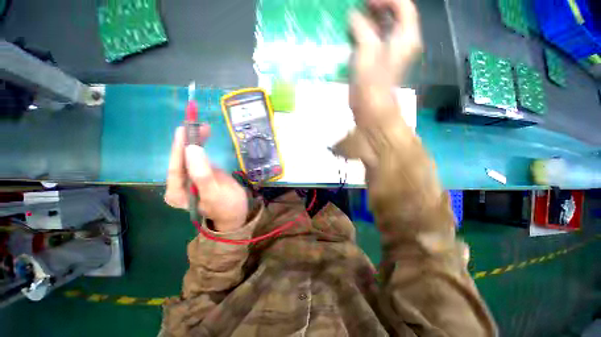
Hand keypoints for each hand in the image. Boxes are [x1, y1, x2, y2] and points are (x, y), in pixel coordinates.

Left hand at [165, 126, 248, 231]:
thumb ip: (202, 174)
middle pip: (181, 160)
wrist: (237, 212)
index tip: (183, 130)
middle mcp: (179, 184)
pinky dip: (201, 145)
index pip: (175, 167)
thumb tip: (192, 149)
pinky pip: (198, 157)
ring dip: (195, 141)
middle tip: (196, 125)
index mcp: (177, 192)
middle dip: (188, 142)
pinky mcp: (200, 173)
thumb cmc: (227, 206)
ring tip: (203, 128)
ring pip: (189, 156)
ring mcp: (190, 178)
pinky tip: (204, 137)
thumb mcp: (216, 193)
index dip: (179, 148)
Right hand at [349, 0, 421, 125]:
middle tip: (359, 7)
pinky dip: (366, 34)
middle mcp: (402, 42)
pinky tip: (354, 33)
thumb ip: (362, 28)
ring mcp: (390, 52)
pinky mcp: (380, 61)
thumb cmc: (371, 81)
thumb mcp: (367, 50)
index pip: (403, 6)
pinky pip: (375, 41)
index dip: (386, 0)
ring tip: (354, 18)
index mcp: (406, 37)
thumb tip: (353, 15)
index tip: (366, 3)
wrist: (370, 108)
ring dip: (370, 21)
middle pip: (394, 16)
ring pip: (384, 28)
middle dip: (378, 8)